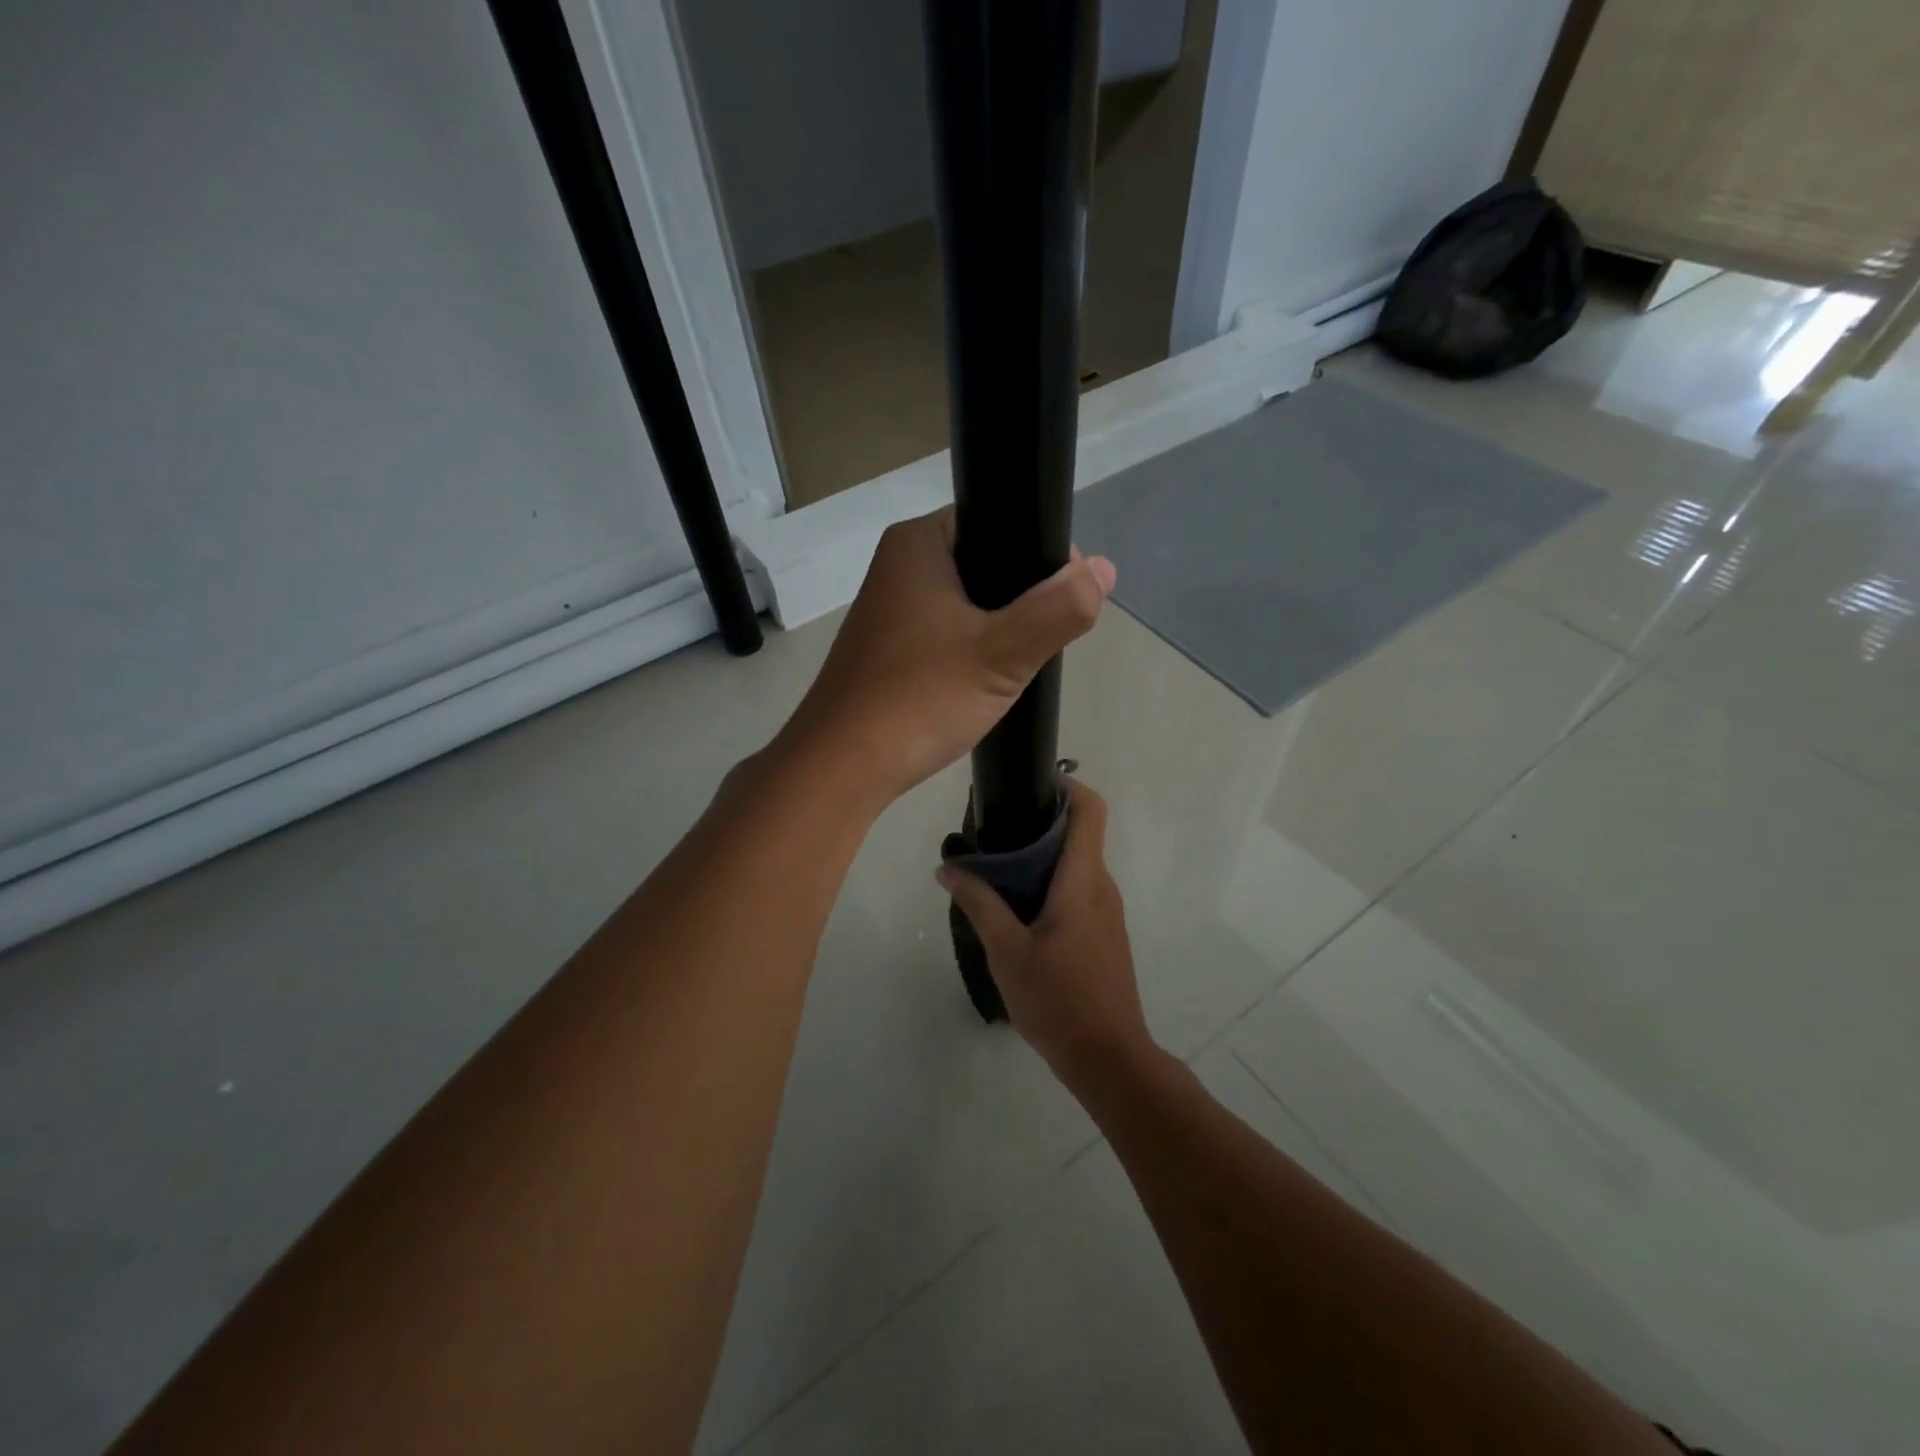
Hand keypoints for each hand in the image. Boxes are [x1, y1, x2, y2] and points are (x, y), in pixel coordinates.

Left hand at [784, 510, 1115, 802]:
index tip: (1066, 597)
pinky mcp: (888, 647)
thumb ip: (1059, 608)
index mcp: (918, 542)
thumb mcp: (1002, 653)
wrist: (843, 766)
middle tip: (1042, 638)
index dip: (1040, 552)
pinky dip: (972, 648)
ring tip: (1017, 662)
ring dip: (999, 627)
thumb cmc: (919, 698)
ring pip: (968, 602)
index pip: (997, 519)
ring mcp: (889, 608)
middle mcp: (898, 564)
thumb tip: (1104, 569)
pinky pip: (946, 632)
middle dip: (1022, 597)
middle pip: (985, 561)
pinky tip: (985, 679)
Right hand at [937, 780, 1153, 1087]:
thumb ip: (978, 903)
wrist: (1106, 1056)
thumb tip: (947, 868)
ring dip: (1044, 856)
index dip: (1068, 785)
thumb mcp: (1006, 950)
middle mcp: (1102, 886)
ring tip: (998, 868)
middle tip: (995, 829)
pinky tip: (1019, 908)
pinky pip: (1080, 890)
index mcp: (1083, 880)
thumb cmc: (1057, 998)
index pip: (1091, 810)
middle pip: (1080, 833)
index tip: (1031, 783)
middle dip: (1041, 821)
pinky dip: (1052, 883)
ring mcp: (1108, 912)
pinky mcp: (1105, 934)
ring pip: (1078, 864)